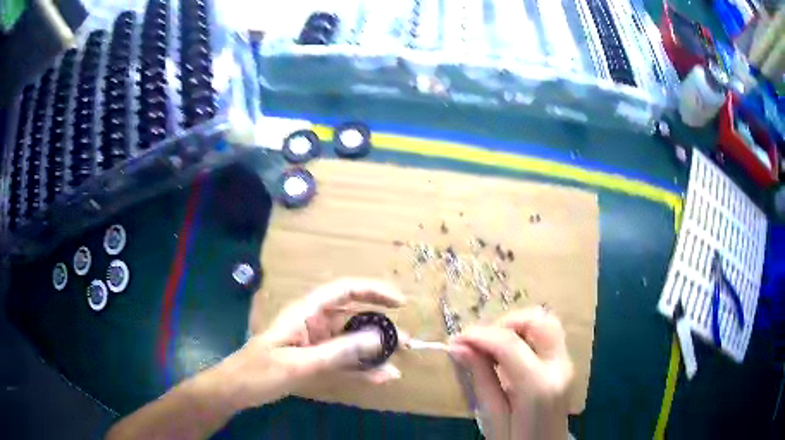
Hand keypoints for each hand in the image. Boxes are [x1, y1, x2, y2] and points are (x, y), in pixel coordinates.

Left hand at [219, 278, 406, 410]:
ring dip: (376, 350)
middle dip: (381, 326)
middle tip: (407, 341)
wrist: (237, 390)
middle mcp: (315, 324)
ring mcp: (317, 344)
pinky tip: (381, 377)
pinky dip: (362, 368)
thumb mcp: (299, 363)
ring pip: (352, 341)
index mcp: (306, 313)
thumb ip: (339, 351)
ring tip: (401, 358)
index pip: (344, 290)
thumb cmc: (260, 371)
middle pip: (353, 316)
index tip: (399, 303)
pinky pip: (345, 362)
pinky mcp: (316, 362)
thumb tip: (380, 338)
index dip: (373, 291)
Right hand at [448, 307, 572, 439]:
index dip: (479, 335)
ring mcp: (566, 364)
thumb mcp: (492, 418)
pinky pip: (546, 337)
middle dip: (506, 323)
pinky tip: (507, 355)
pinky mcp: (565, 365)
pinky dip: (525, 336)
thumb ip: (480, 379)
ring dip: (516, 328)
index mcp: (539, 386)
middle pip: (539, 321)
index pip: (509, 344)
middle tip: (481, 342)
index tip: (455, 340)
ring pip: (546, 323)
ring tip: (492, 348)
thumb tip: (458, 347)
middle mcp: (559, 367)